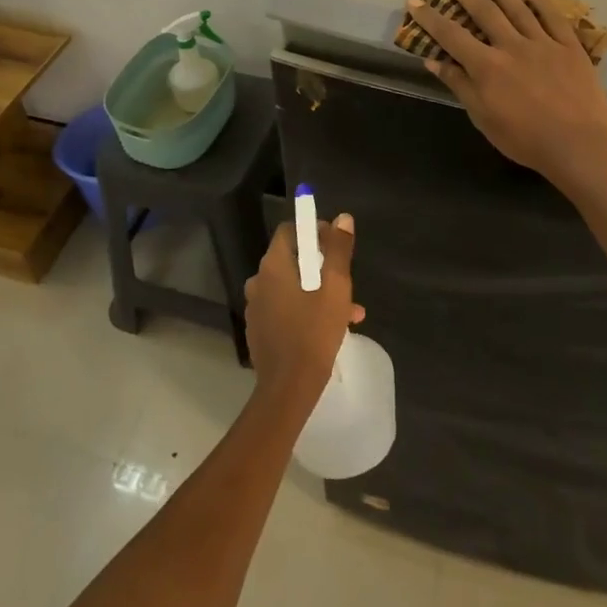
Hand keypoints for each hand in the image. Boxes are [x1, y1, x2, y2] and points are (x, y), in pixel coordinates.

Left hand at [243, 216, 364, 411]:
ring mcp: (257, 308)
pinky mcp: (260, 330)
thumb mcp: (335, 287)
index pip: (290, 231)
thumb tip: (342, 218)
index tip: (337, 246)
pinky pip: (286, 309)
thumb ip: (338, 250)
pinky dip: (306, 310)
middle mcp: (259, 281)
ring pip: (292, 287)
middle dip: (322, 267)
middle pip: (293, 260)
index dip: (315, 232)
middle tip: (347, 283)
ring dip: (319, 292)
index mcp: (273, 266)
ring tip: (350, 311)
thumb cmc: (314, 332)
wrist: (288, 389)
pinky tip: (331, 328)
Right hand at [407, 0, 606, 186]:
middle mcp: (512, 46)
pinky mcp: (570, 47)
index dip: (431, 17)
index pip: (451, 36)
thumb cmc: (524, 139)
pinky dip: (542, 1)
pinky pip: (554, 17)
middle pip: (485, 12)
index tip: (415, 1)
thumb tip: (433, 60)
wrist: (577, 144)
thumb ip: (460, 86)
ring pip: (519, 9)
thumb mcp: (483, 118)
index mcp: (487, 66)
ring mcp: (543, 43)